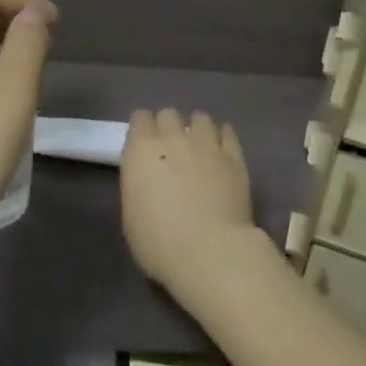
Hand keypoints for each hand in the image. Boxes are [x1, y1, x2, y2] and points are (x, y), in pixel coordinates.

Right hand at [120, 108, 260, 302]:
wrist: (210, 252)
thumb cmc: (160, 243)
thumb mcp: (131, 217)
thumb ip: (138, 184)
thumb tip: (148, 177)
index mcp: (142, 151)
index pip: (140, 118)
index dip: (142, 129)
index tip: (144, 144)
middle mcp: (173, 138)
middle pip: (169, 113)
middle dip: (168, 127)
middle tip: (171, 150)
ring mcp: (206, 143)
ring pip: (200, 117)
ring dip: (196, 129)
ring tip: (199, 147)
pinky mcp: (234, 156)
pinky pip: (227, 132)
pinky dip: (222, 136)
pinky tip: (221, 149)